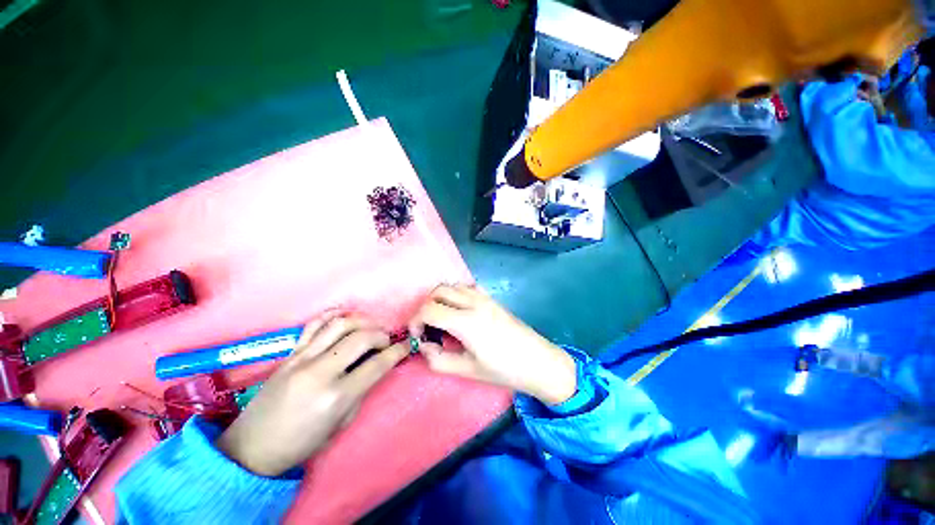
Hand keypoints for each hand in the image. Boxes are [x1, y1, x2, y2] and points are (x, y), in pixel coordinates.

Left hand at [216, 313, 407, 476]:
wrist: (252, 448)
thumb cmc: (301, 444)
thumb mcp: (341, 423)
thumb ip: (362, 390)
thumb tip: (377, 366)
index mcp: (336, 396)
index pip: (378, 364)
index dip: (398, 352)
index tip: (406, 346)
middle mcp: (320, 372)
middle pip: (362, 337)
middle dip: (382, 335)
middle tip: (386, 341)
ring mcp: (302, 359)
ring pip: (340, 324)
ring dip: (363, 322)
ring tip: (370, 329)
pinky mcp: (290, 353)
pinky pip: (315, 324)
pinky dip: (334, 316)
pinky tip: (345, 319)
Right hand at [409, 285, 576, 405]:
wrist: (537, 361)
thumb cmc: (504, 370)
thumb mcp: (467, 370)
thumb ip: (438, 360)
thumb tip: (424, 346)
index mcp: (466, 321)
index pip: (428, 309)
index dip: (415, 322)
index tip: (418, 336)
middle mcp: (474, 302)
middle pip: (437, 291)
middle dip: (425, 307)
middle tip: (428, 328)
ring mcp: (484, 297)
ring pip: (452, 286)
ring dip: (440, 299)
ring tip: (443, 320)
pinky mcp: (492, 298)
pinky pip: (467, 287)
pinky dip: (456, 294)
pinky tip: (460, 311)